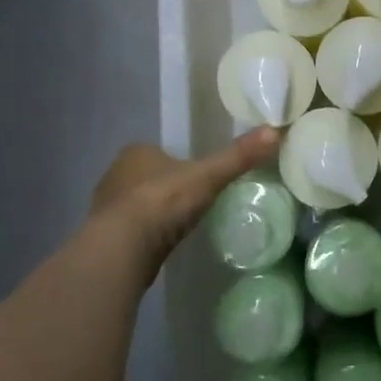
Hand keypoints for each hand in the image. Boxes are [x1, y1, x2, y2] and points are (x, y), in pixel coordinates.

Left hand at [82, 128, 281, 286]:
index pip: (160, 151)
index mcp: (136, 152)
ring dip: (153, 214)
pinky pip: (130, 231)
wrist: (121, 249)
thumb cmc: (162, 202)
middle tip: (192, 202)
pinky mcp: (104, 239)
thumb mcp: (208, 176)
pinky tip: (160, 246)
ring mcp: (106, 208)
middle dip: (165, 188)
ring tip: (178, 226)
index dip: (178, 162)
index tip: (198, 177)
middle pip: (147, 177)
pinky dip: (144, 236)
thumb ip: (239, 156)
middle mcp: (115, 174)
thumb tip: (276, 131)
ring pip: (136, 205)